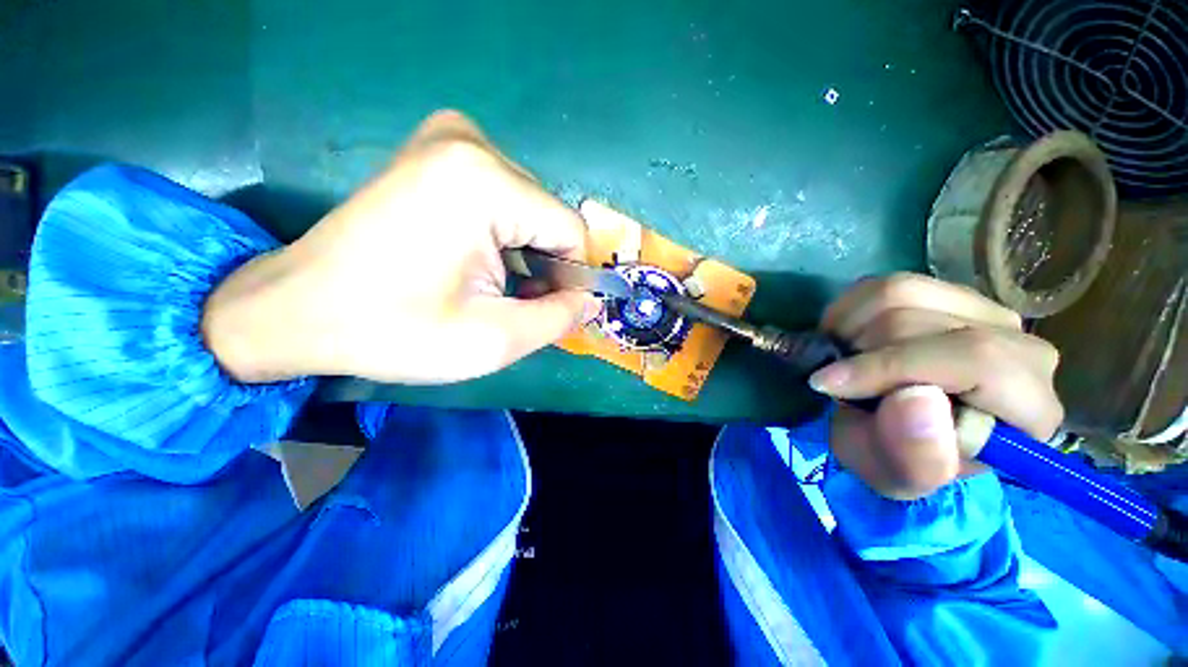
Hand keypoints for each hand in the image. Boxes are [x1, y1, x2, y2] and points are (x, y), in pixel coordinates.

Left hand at [202, 110, 600, 383]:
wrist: (299, 309)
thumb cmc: (394, 330)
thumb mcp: (493, 340)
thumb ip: (558, 318)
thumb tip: (589, 301)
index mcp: (486, 182)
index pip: (571, 232)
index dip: (571, 277)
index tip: (551, 309)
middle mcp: (471, 144)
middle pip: (547, 219)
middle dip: (543, 266)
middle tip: (511, 304)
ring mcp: (449, 139)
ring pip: (527, 212)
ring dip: (522, 255)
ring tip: (487, 288)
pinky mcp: (435, 152)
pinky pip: (501, 199)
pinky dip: (502, 236)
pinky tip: (472, 262)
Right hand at [808, 274, 1063, 499]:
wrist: (896, 432)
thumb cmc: (900, 459)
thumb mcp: (896, 477)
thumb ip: (914, 456)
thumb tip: (916, 398)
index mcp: (1029, 408)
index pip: (979, 360)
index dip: (894, 368)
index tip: (831, 385)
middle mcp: (1021, 347)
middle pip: (926, 322)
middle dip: (862, 354)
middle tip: (842, 384)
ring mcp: (983, 311)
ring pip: (900, 292)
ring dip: (851, 329)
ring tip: (844, 361)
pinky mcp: (944, 293)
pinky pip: (881, 283)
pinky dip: (848, 311)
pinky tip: (848, 340)